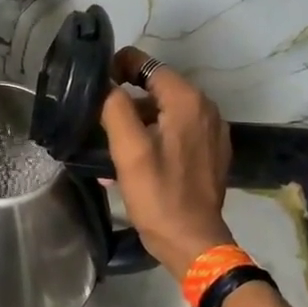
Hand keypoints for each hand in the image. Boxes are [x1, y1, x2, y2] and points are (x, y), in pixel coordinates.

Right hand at [101, 47, 232, 278]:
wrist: (193, 242)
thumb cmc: (158, 195)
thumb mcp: (128, 150)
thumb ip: (114, 108)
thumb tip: (105, 84)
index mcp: (187, 101)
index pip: (147, 64)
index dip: (118, 68)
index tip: (95, 86)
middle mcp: (206, 108)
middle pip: (158, 87)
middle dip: (127, 97)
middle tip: (98, 118)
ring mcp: (212, 131)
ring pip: (166, 109)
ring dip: (139, 118)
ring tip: (112, 141)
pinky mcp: (211, 151)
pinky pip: (178, 129)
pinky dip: (156, 133)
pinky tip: (137, 156)